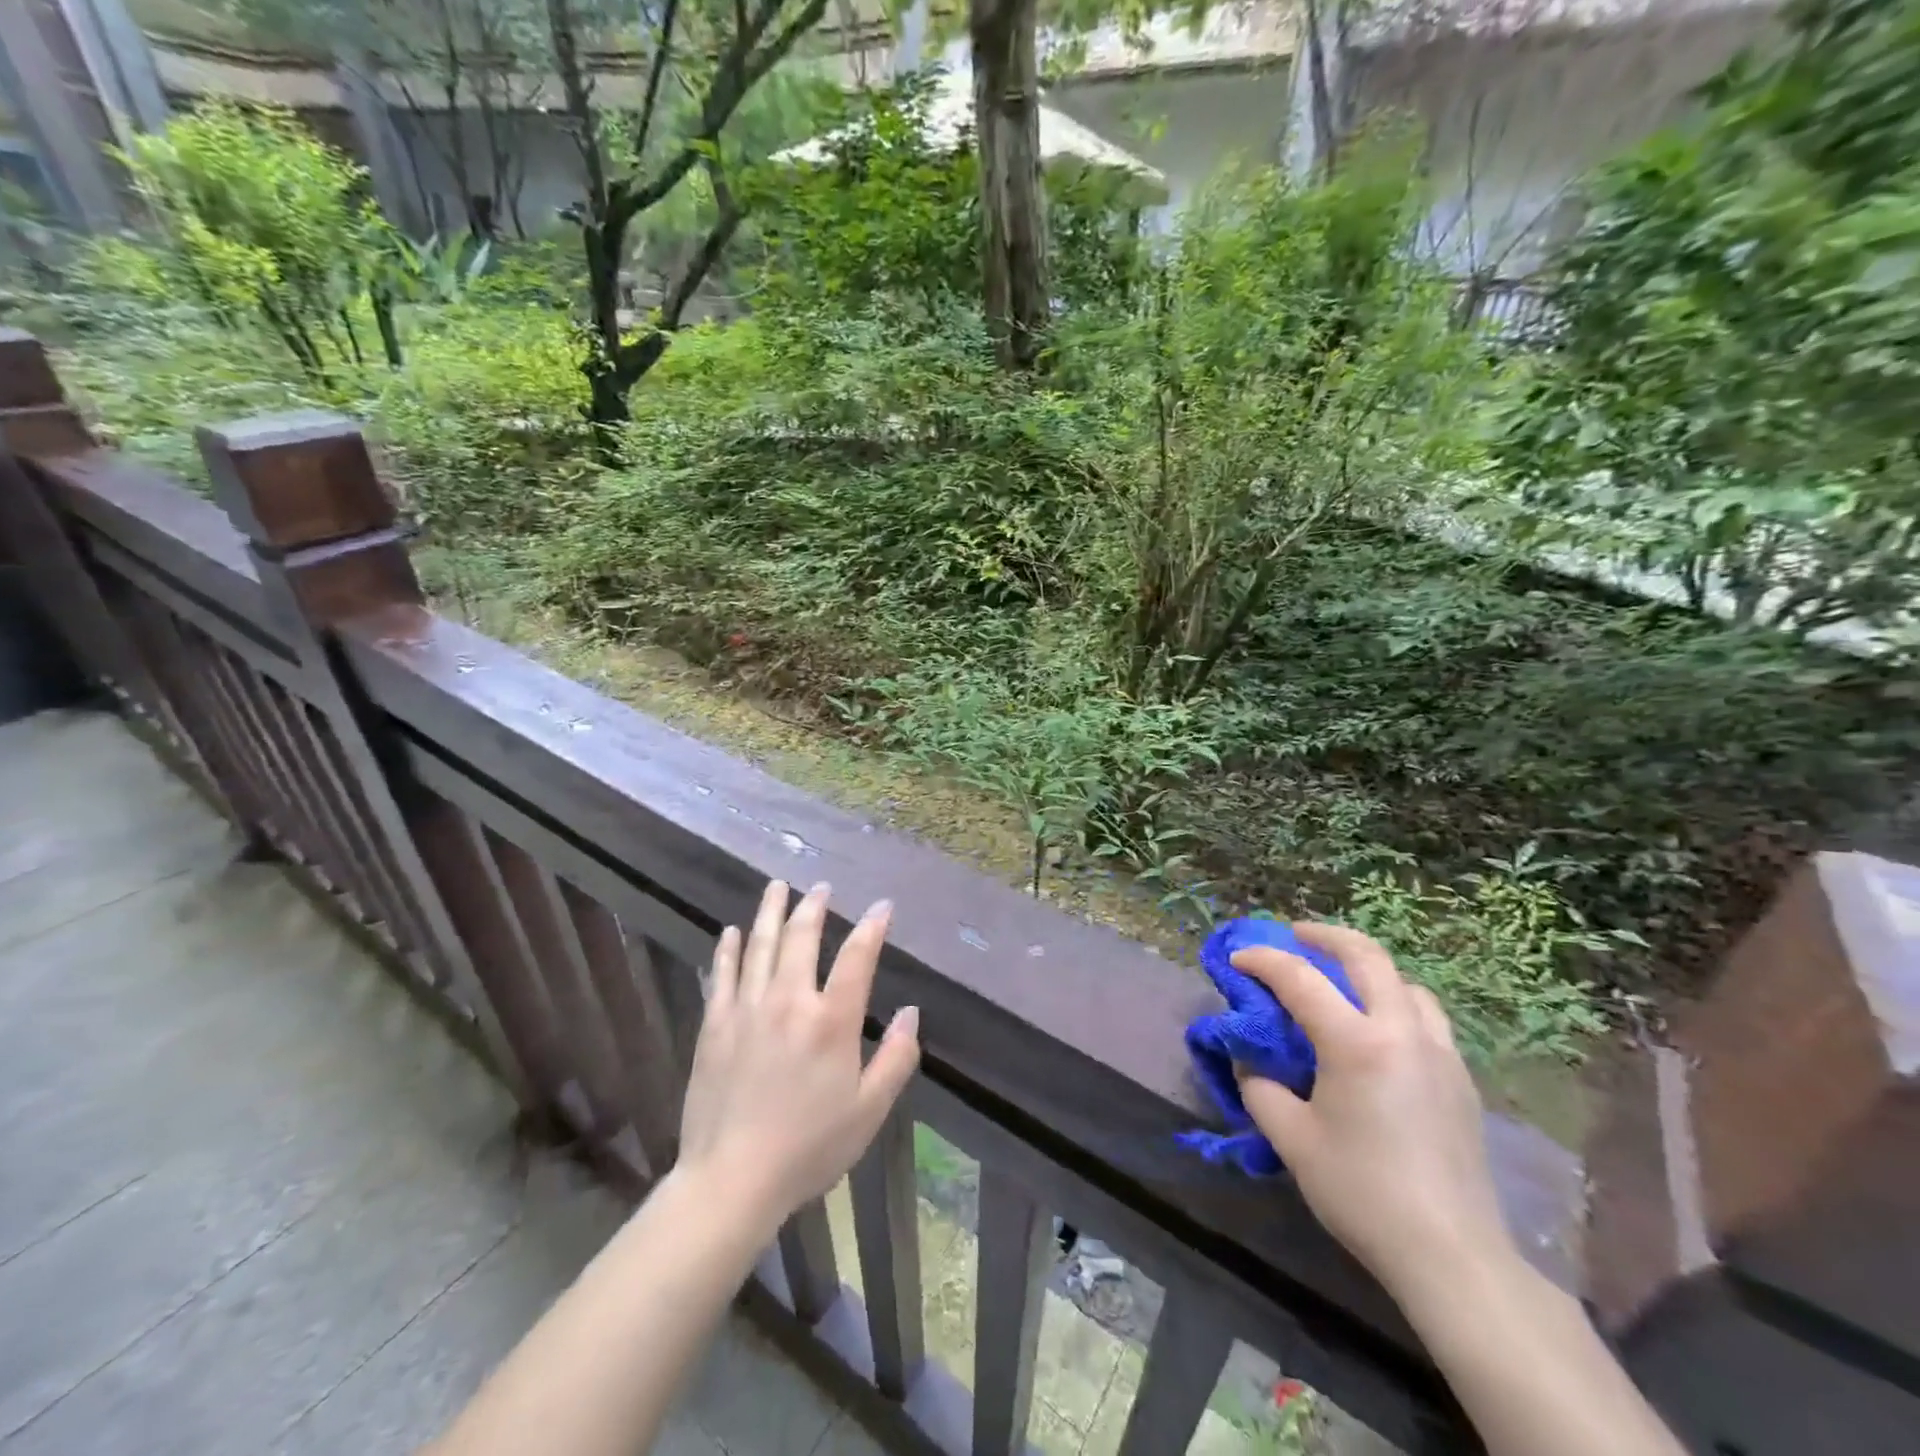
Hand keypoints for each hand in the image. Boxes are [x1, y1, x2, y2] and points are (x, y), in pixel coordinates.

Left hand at [676, 880, 919, 1228]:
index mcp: (831, 1020)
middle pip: (802, 937)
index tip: (881, 906)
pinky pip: (723, 974)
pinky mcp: (714, 1025)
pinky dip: (728, 948)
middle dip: (814, 906)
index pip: (858, 957)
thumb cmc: (809, 1147)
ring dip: (770, 911)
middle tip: (820, 886)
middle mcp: (790, 1001)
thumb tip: (911, 1011)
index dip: (872, 927)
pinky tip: (731, 931)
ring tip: (777, 886)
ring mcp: (747, 1009)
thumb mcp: (869, 1110)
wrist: (731, 1180)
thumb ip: (896, 1057)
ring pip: (759, 945)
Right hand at [1233, 924, 1511, 1299]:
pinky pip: (1425, 1018)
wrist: (1452, 1256)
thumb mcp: (1292, 1140)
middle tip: (1295, 936)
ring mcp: (1441, 1054)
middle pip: (1367, 956)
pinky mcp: (1461, 1081)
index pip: (1300, 979)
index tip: (1237, 959)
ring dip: (1368, 969)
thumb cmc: (1362, 1192)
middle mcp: (1403, 1033)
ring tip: (1340, 982)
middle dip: (1325, 936)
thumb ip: (1261, 1089)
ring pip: (1405, 984)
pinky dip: (1394, 1003)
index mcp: (1357, 1043)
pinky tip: (1377, 1033)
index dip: (1262, 961)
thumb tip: (1253, 1065)